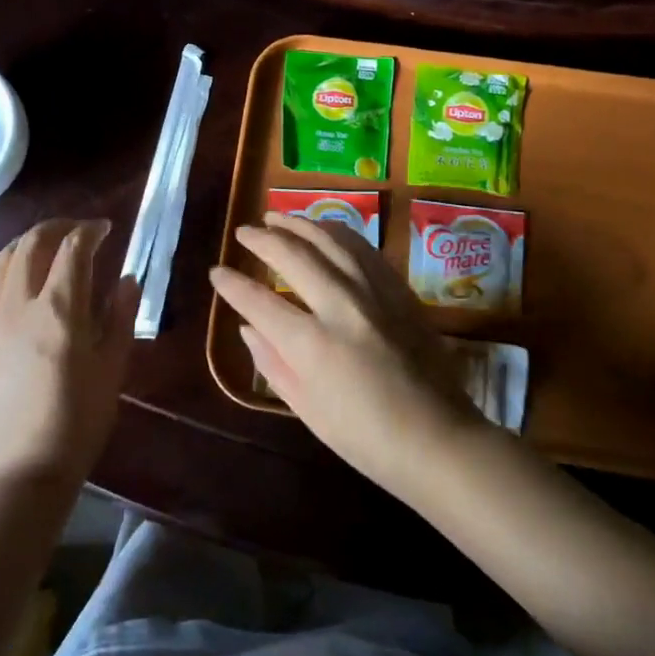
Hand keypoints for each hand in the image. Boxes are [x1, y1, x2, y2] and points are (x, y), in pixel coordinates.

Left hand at [0, 219, 135, 487]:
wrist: (20, 468)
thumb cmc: (78, 421)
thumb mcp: (112, 368)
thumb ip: (120, 316)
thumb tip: (127, 278)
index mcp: (60, 311)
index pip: (74, 248)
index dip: (91, 230)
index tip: (105, 229)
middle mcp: (18, 304)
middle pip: (33, 243)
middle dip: (58, 227)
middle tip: (77, 231)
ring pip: (1, 260)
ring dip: (26, 244)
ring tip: (45, 248)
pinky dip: (1, 273)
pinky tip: (12, 282)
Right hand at [209, 213, 483, 501]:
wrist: (438, 438)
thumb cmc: (365, 437)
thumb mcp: (307, 409)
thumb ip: (272, 363)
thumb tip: (248, 327)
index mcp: (313, 345)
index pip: (260, 302)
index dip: (232, 285)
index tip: (217, 272)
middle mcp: (342, 307)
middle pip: (294, 256)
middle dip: (263, 239)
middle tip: (243, 231)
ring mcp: (375, 293)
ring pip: (331, 241)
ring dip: (299, 224)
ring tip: (277, 216)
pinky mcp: (399, 290)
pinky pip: (363, 249)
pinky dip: (337, 233)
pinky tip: (324, 230)